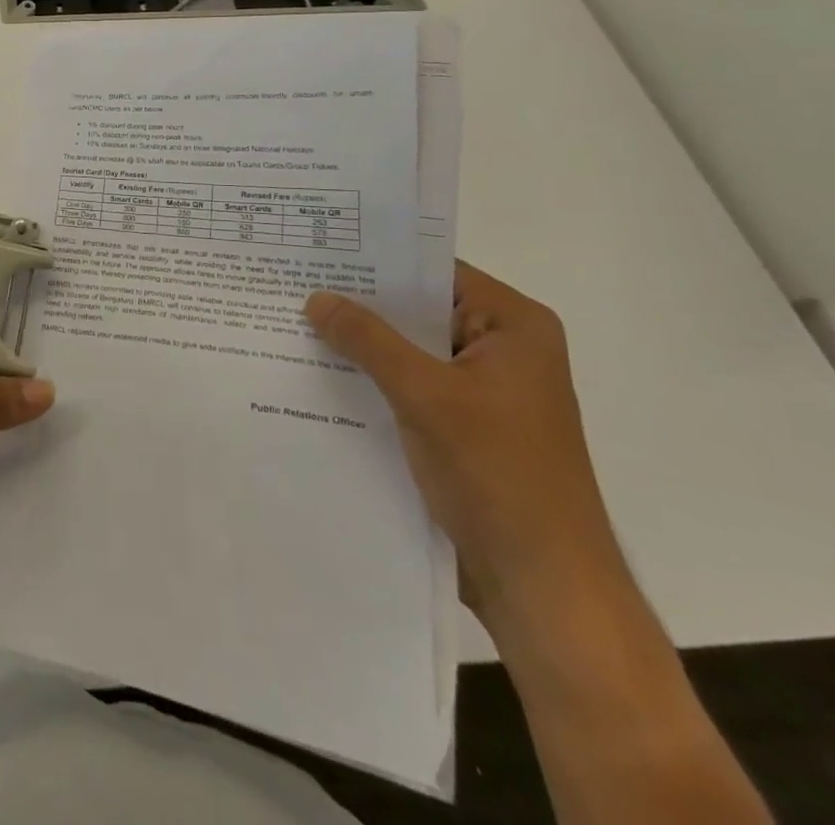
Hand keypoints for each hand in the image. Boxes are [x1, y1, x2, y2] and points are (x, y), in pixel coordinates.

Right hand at [305, 263, 625, 635]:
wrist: (542, 584)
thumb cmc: (497, 473)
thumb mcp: (426, 395)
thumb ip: (368, 340)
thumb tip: (315, 297)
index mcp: (513, 327)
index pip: (435, 271)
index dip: (378, 259)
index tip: (319, 250)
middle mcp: (500, 349)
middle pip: (418, 310)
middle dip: (360, 303)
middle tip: (293, 282)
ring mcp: (481, 390)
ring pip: (408, 350)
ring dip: (360, 344)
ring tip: (292, 321)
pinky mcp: (461, 425)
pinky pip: (407, 385)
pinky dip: (370, 379)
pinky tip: (318, 372)